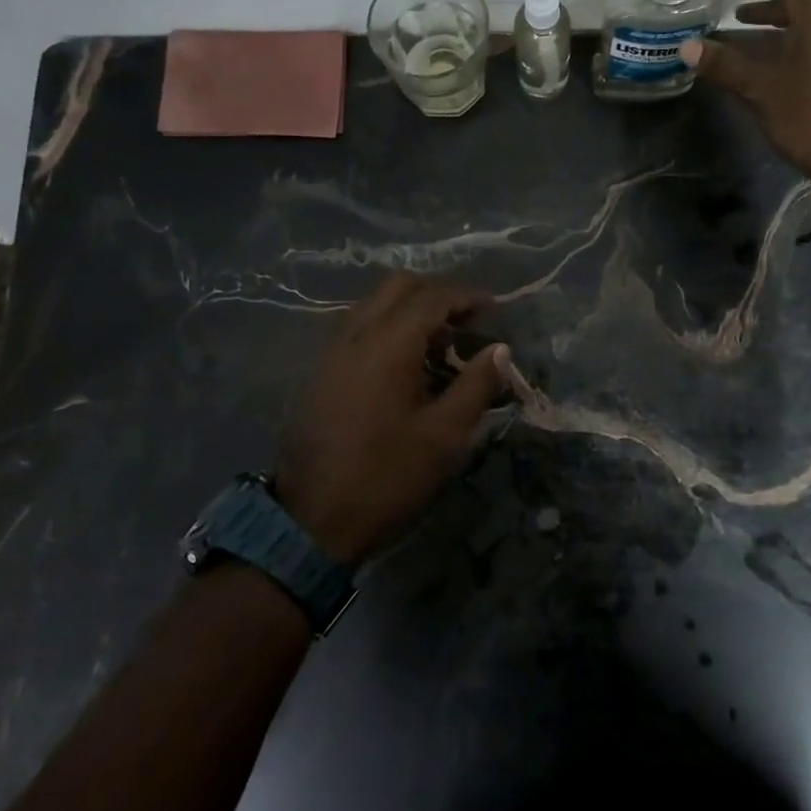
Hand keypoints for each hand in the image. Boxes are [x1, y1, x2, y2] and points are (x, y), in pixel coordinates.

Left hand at [275, 274, 509, 566]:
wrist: (310, 522)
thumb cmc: (386, 478)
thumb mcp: (444, 437)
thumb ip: (476, 386)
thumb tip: (500, 350)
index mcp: (387, 346)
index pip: (431, 298)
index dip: (467, 297)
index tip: (495, 310)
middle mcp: (354, 336)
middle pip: (398, 287)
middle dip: (437, 295)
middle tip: (467, 322)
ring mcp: (330, 353)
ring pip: (374, 306)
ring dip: (410, 312)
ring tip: (441, 346)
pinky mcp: (319, 373)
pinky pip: (357, 330)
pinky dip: (387, 330)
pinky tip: (406, 367)